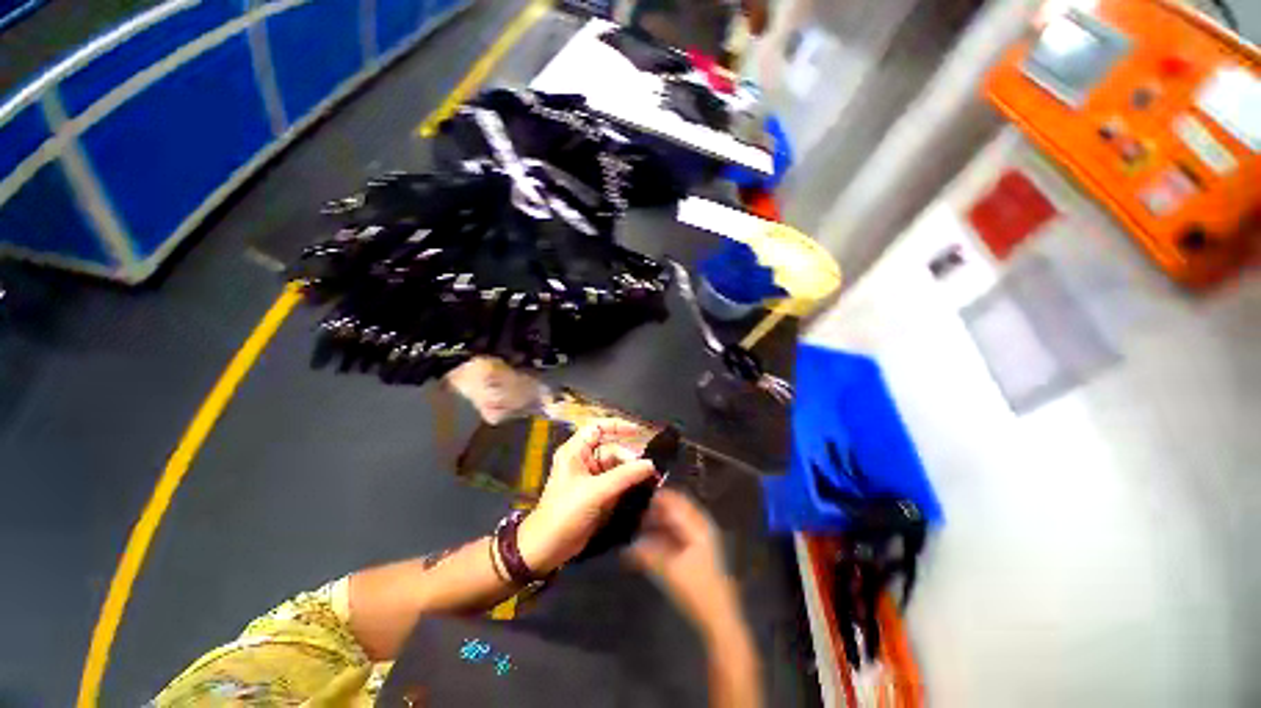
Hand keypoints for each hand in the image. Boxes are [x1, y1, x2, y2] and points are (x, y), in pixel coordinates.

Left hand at [518, 419, 658, 573]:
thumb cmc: (566, 512)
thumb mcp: (596, 491)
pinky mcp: (597, 493)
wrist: (549, 548)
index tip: (638, 432)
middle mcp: (583, 460)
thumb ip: (625, 476)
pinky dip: (629, 483)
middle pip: (612, 449)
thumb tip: (650, 464)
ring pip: (616, 466)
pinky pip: (617, 481)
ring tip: (650, 478)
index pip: (597, 427)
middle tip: (649, 469)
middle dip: (630, 457)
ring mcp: (591, 477)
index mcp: (575, 451)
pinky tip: (643, 487)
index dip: (617, 425)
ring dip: (632, 471)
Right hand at [627, 488, 741, 640]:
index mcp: (698, 526)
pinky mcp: (698, 553)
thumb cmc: (697, 591)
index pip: (676, 501)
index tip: (638, 497)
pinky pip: (678, 535)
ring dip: (659, 524)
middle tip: (635, 513)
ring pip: (676, 523)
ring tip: (638, 527)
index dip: (657, 497)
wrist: (719, 620)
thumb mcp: (669, 570)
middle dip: (656, 511)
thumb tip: (628, 546)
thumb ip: (647, 555)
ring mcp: (701, 540)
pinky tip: (649, 543)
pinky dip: (664, 535)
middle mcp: (701, 527)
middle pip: (676, 511)